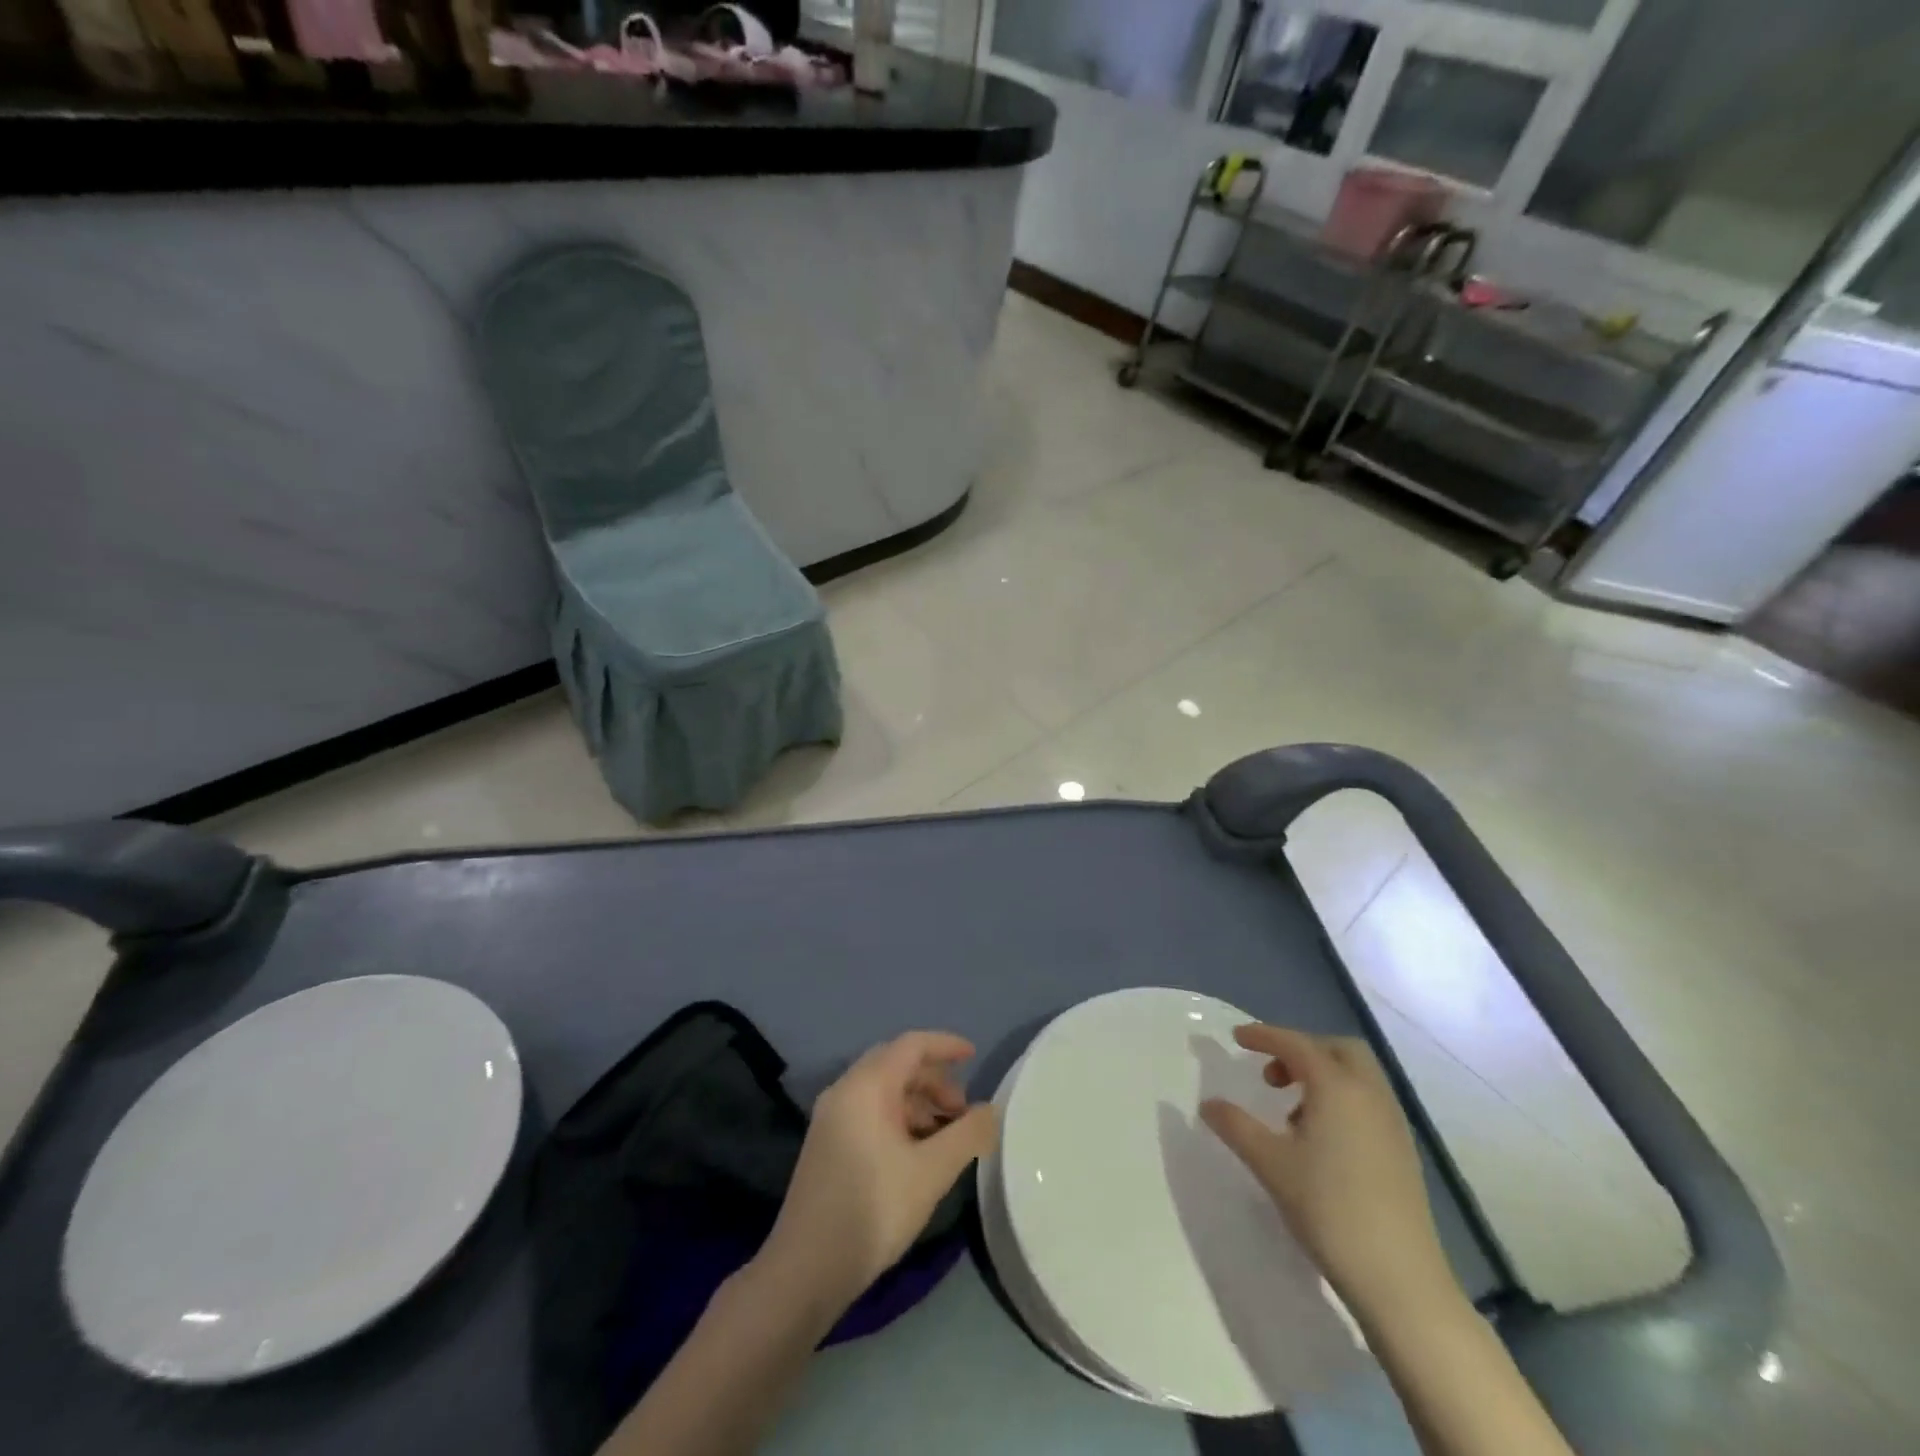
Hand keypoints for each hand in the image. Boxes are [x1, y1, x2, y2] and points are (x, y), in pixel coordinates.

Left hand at [758, 1031, 996, 1316]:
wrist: (805, 1269)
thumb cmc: (873, 1209)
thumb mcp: (931, 1172)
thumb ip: (967, 1135)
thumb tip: (991, 1110)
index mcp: (867, 1085)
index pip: (912, 1044)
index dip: (945, 1045)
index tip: (973, 1056)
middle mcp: (845, 1090)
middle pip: (896, 1064)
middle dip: (934, 1080)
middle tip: (962, 1111)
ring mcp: (831, 1117)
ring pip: (882, 1090)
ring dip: (917, 1102)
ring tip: (944, 1137)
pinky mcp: (826, 1143)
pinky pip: (868, 1111)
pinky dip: (898, 1118)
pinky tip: (915, 1153)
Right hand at [1200, 1024, 1456, 1323]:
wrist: (1400, 1279)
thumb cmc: (1329, 1209)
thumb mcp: (1270, 1164)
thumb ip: (1236, 1126)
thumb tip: (1209, 1104)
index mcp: (1337, 1087)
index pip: (1296, 1044)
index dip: (1264, 1036)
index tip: (1237, 1038)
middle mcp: (1369, 1094)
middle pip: (1337, 1049)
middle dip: (1301, 1049)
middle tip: (1271, 1074)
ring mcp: (1392, 1123)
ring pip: (1357, 1075)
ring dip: (1322, 1075)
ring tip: (1290, 1111)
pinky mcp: (1402, 1151)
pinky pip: (1368, 1101)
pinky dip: (1341, 1098)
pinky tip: (1320, 1138)